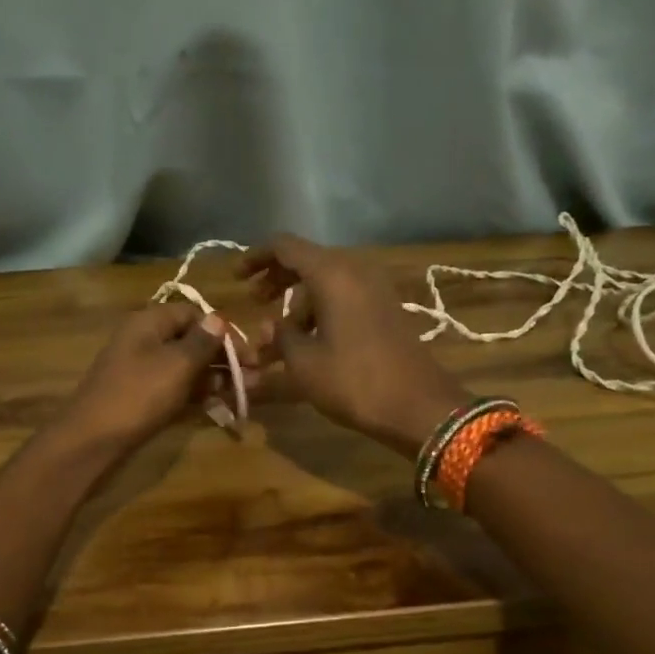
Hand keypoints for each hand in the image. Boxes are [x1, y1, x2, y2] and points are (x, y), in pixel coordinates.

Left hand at [59, 303, 241, 452]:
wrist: (92, 439)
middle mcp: (145, 339)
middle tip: (255, 378)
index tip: (249, 355)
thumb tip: (218, 319)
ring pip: (186, 366)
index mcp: (150, 322)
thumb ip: (201, 342)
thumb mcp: (176, 365)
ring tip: (245, 393)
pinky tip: (219, 404)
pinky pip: (176, 386)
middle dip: (224, 358)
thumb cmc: (138, 395)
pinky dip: (197, 393)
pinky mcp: (142, 395)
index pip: (194, 314)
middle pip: (192, 340)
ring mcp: (142, 369)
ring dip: (215, 377)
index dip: (223, 331)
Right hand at [242, 235, 470, 455]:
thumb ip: (281, 337)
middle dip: (276, 282)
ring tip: (275, 344)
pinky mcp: (385, 309)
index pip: (285, 247)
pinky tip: (307, 344)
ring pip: (325, 285)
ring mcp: (374, 289)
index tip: (235, 277)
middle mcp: (355, 271)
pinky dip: (321, 313)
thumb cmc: (354, 381)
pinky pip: (344, 299)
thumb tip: (271, 327)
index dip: (256, 258)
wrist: (419, 406)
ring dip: (297, 307)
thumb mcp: (305, 363)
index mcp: (332, 274)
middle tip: (254, 303)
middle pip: (307, 262)